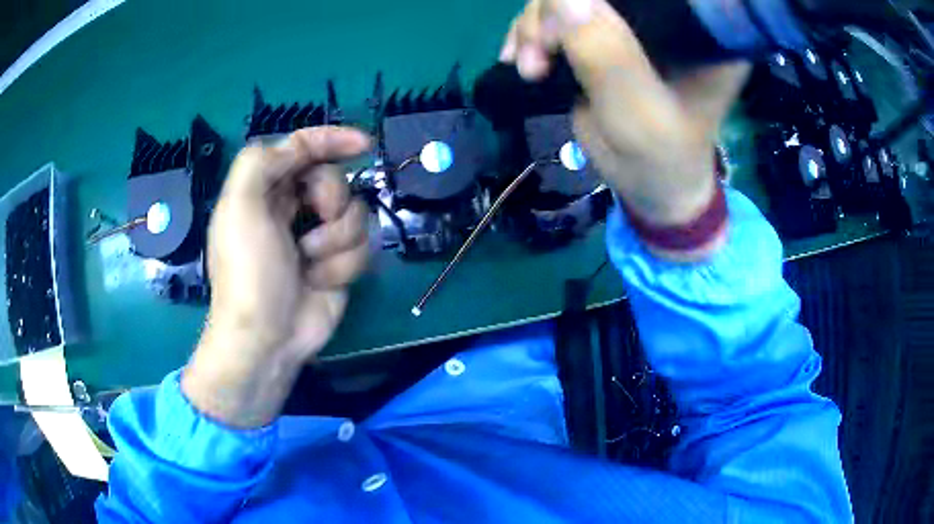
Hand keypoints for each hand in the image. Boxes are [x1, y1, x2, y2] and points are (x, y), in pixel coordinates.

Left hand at [183, 127, 370, 427]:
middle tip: (316, 219)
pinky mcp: (338, 264)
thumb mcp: (239, 207)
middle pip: (334, 178)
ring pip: (355, 213)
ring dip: (336, 239)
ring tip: (309, 263)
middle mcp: (293, 207)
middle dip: (330, 198)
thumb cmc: (249, 272)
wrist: (267, 337)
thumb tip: (301, 149)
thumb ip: (261, 161)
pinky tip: (320, 282)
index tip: (363, 144)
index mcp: (266, 189)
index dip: (332, 139)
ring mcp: (318, 236)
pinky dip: (342, 264)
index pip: (303, 148)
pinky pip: (362, 246)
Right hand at [500, 0, 749, 257]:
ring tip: (529, 66)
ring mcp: (634, 24)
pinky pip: (559, 14)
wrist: (651, 186)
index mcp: (700, 31)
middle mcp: (669, 17)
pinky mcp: (609, 35)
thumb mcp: (637, 115)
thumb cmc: (660, 159)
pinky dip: (533, 31)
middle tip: (537, 55)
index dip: (595, 0)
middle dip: (553, 11)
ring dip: (536, 25)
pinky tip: (520, 56)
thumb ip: (606, 56)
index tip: (563, 28)